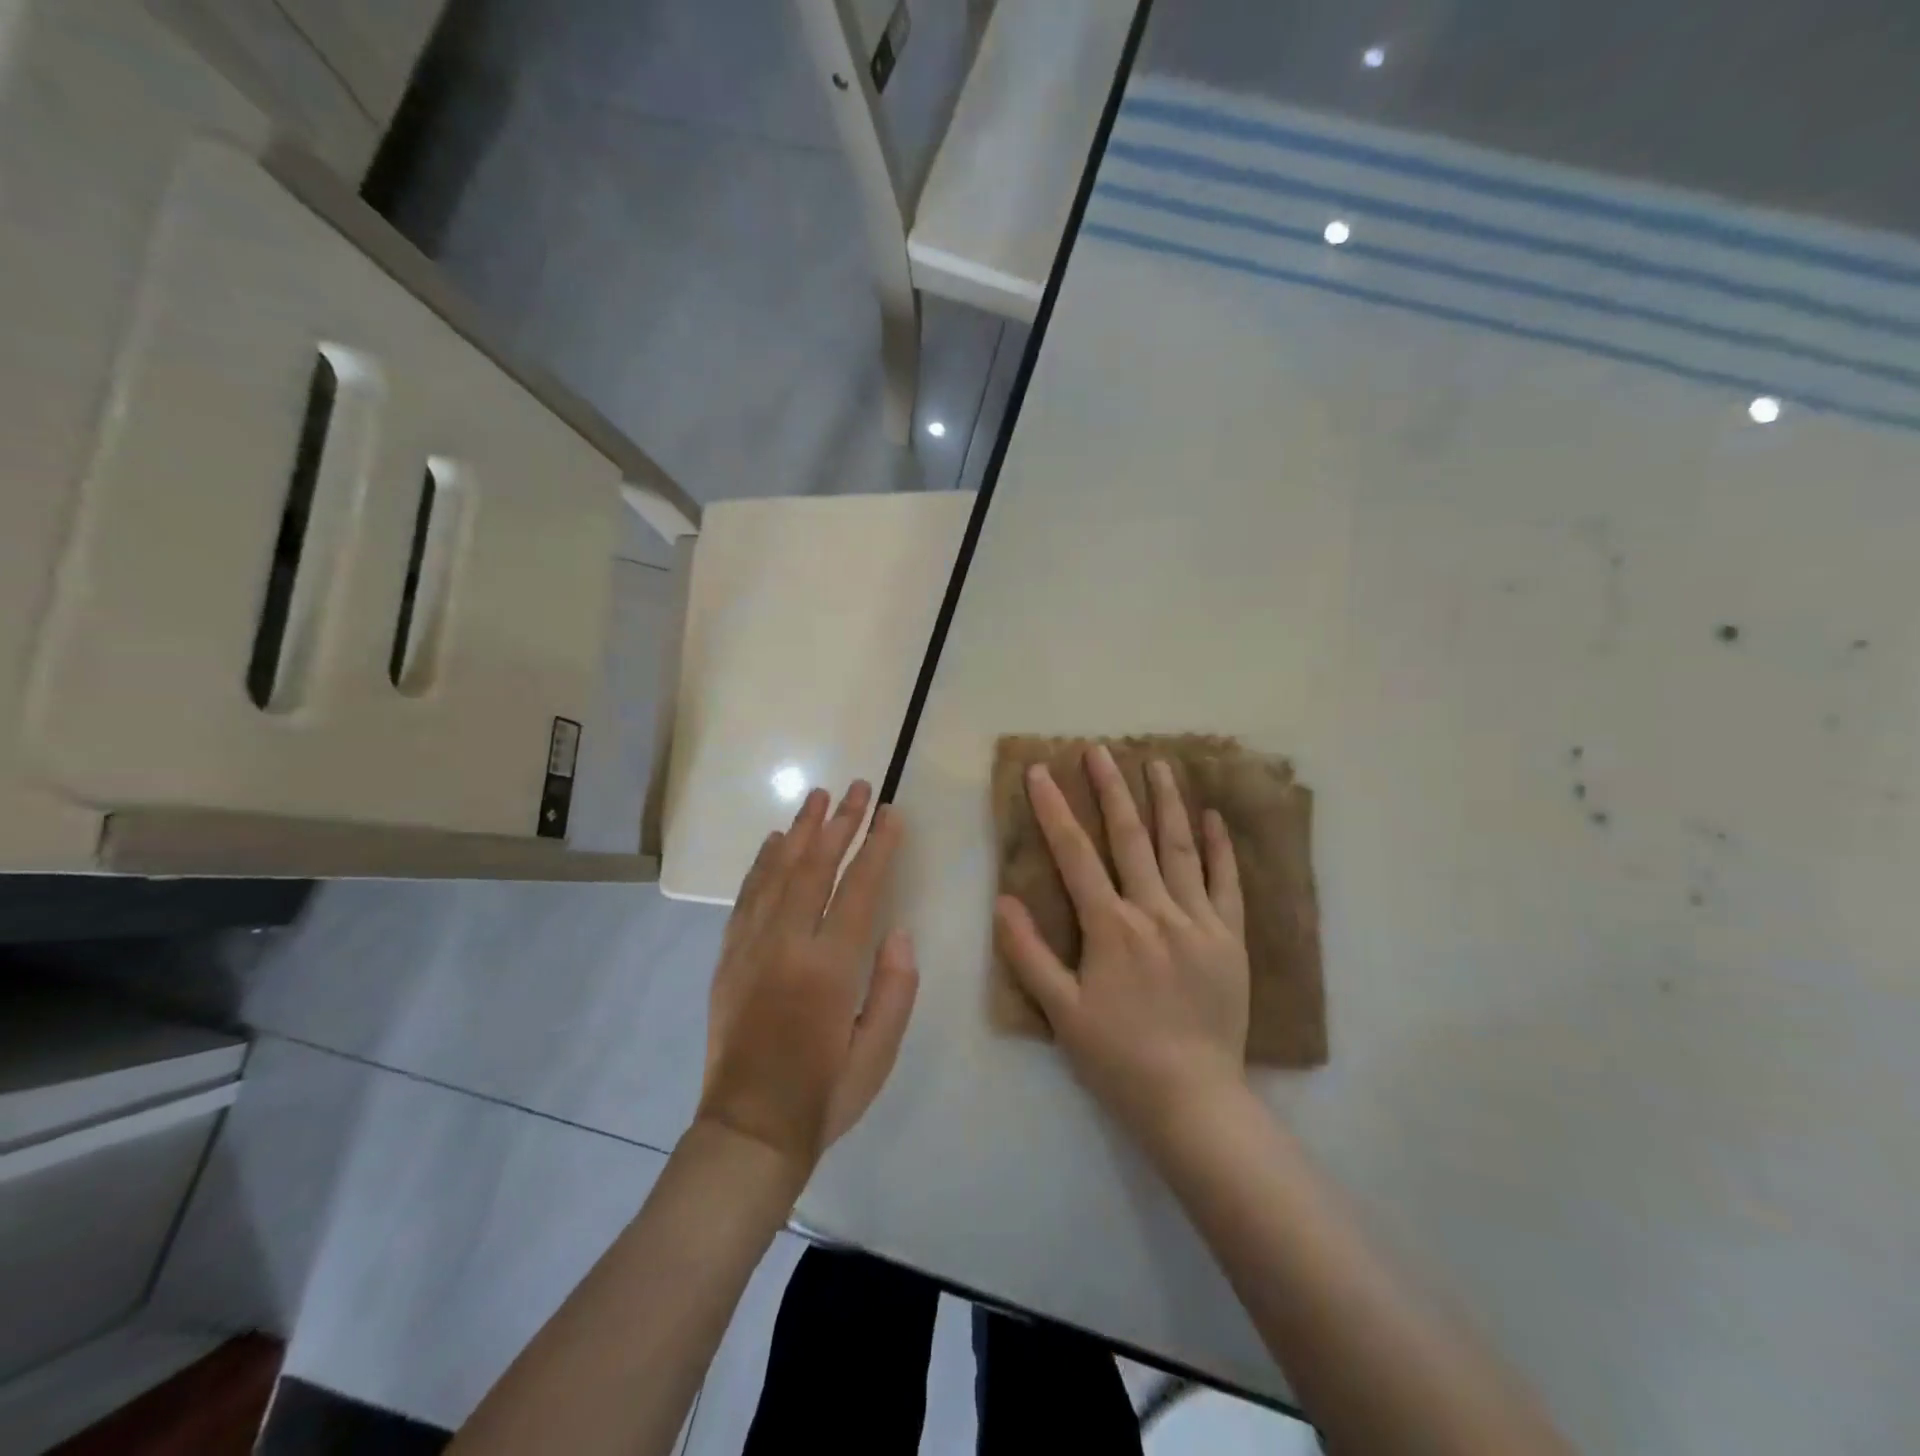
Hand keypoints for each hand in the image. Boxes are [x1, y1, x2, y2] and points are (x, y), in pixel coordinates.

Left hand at [698, 781, 918, 1186]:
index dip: (878, 846)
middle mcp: (786, 946)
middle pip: (816, 867)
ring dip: (800, 830)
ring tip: (818, 797)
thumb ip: (895, 989)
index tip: (891, 813)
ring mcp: (751, 948)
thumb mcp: (878, 1053)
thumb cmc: (825, 1094)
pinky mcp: (728, 957)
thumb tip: (898, 931)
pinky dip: (762, 863)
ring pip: (778, 873)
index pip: (859, 889)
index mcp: (829, 969)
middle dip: (840, 823)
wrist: (748, 1129)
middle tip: (858, 787)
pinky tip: (775, 841)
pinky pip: (747, 896)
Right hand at [995, 745, 1249, 1149]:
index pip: (1075, 854)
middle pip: (1129, 837)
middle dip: (1111, 789)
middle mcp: (1155, 911)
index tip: (1041, 772)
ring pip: (1179, 848)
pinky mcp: (1230, 938)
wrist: (1192, 1100)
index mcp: (1110, 927)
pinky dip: (1219, 847)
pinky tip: (1212, 817)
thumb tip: (1002, 900)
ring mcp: (1198, 922)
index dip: (1054, 810)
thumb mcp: (1060, 1012)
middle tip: (1099, 750)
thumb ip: (1028, 954)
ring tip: (1157, 763)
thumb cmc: (1118, 1057)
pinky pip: (1226, 882)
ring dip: (1166, 802)